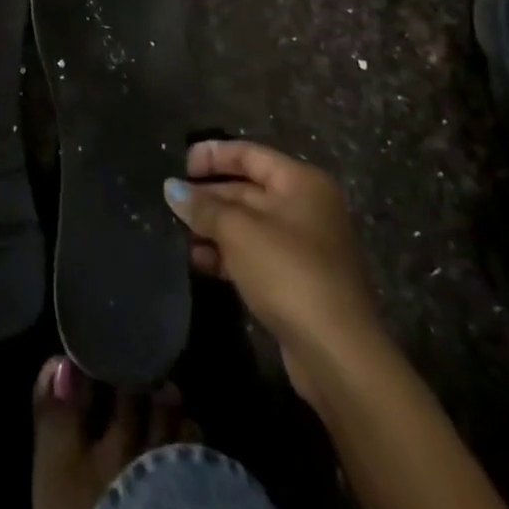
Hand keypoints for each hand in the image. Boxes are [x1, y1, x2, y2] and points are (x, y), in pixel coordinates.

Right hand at [165, 141, 380, 400]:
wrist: (337, 354)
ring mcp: (303, 247)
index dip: (213, 155)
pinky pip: (254, 255)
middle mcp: (305, 208)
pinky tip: (198, 261)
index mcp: (300, 183)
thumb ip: (203, 206)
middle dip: (208, 195)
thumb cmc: (288, 272)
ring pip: (248, 225)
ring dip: (213, 227)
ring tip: (178, 234)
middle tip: (171, 202)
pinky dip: (226, 255)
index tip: (179, 164)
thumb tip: (171, 188)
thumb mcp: (238, 231)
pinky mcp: (296, 282)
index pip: (249, 154)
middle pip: (247, 189)